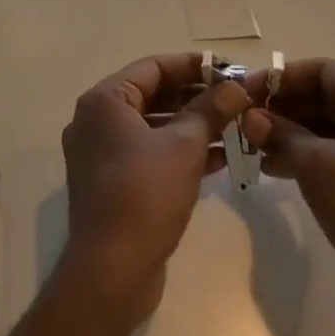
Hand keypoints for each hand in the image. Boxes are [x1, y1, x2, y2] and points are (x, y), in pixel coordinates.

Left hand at [58, 55, 252, 321]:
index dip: (194, 66)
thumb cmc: (145, 194)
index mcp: (104, 101)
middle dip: (197, 97)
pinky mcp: (112, 183)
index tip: (230, 70)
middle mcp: (96, 121)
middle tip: (238, 100)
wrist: (111, 270)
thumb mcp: (185, 146)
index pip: (153, 67)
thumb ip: (211, 110)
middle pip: (153, 95)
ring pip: (153, 127)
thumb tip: (236, 86)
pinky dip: (180, 152)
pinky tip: (220, 158)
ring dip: (193, 126)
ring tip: (237, 127)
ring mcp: (101, 154)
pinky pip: (149, 154)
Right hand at [242, 59, 334, 335]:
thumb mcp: (317, 165)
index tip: (246, 94)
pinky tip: (274, 169)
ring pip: (330, 127)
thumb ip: (280, 133)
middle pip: (326, 96)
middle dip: (283, 107)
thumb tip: (250, 117)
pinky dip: (307, 156)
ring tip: (252, 148)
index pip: (324, 70)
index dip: (281, 78)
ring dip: (291, 133)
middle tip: (244, 123)